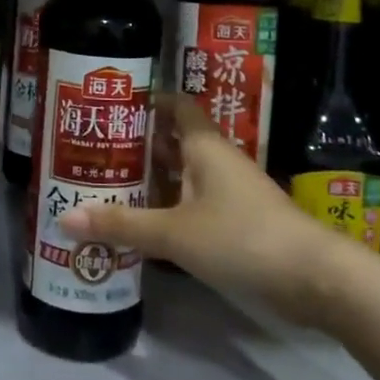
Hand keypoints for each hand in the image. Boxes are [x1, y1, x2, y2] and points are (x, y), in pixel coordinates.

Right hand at [58, 96, 357, 323]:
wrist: (315, 278)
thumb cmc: (241, 238)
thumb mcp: (174, 233)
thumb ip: (121, 224)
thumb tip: (64, 218)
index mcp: (203, 145)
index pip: (174, 105)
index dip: (145, 100)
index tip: (110, 105)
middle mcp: (216, 160)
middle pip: (172, 141)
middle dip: (137, 144)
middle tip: (93, 151)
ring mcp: (230, 192)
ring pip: (182, 175)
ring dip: (151, 179)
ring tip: (106, 184)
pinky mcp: (238, 221)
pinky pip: (193, 203)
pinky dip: (168, 207)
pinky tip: (142, 223)